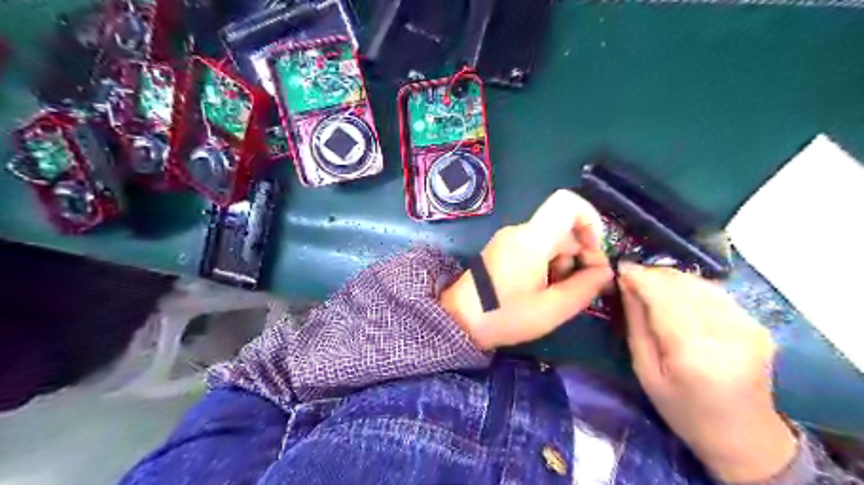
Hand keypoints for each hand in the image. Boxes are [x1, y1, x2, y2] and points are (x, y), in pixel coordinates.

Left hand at [439, 188, 612, 348]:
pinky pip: (536, 247)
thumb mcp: (551, 309)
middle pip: (563, 227)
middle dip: (580, 254)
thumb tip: (605, 271)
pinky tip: (542, 289)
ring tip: (555, 293)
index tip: (595, 251)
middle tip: (582, 286)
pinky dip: (548, 264)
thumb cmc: (503, 316)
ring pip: (551, 239)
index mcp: (531, 239)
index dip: (591, 219)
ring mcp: (509, 239)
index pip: (567, 202)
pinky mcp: (504, 249)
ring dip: (564, 263)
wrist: (459, 320)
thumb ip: (585, 288)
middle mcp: (519, 231)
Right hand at [621, 264, 794, 483]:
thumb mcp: (645, 371)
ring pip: (699, 283)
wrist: (745, 436)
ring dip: (671, 279)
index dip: (640, 277)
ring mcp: (748, 326)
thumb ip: (636, 324)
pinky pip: (715, 292)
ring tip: (651, 288)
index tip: (620, 270)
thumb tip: (626, 285)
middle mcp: (726, 332)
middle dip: (653, 275)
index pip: (663, 296)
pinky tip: (678, 299)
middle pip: (682, 284)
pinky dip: (690, 288)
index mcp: (693, 351)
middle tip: (632, 280)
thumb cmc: (684, 410)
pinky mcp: (756, 324)